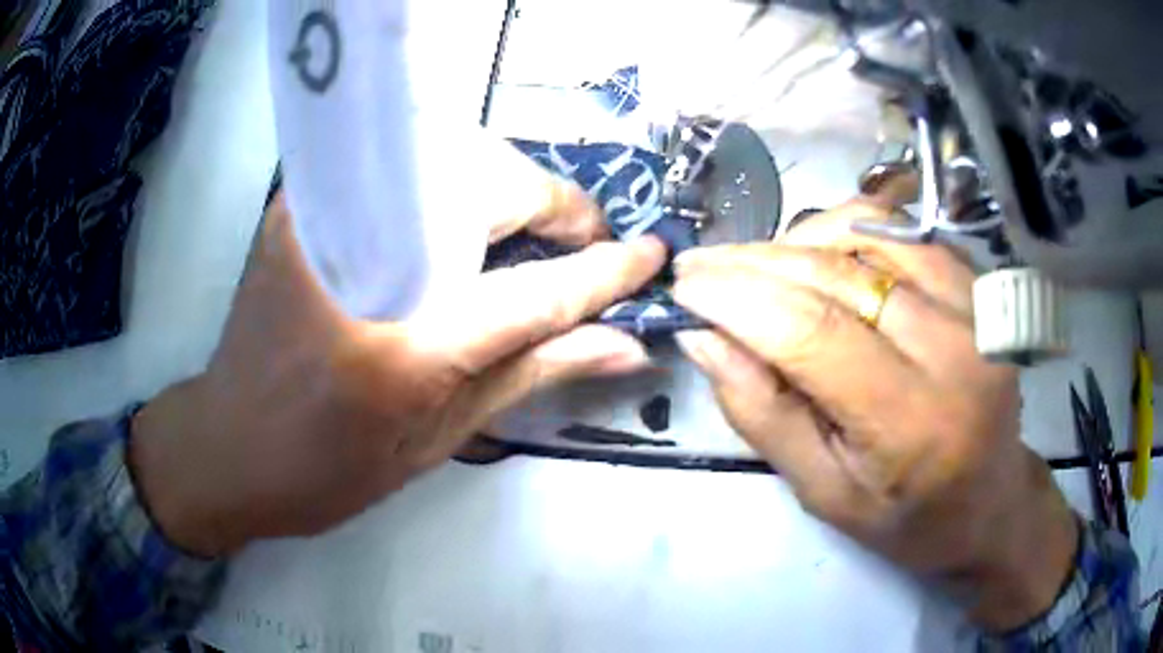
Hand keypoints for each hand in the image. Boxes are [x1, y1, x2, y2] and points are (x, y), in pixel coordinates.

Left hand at [130, 139, 666, 556]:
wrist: (228, 446)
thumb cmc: (328, 470)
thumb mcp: (438, 439)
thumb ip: (533, 375)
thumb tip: (624, 344)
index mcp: (400, 352)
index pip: (532, 291)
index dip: (602, 271)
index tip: (648, 254)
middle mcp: (359, 268)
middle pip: (487, 186)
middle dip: (551, 202)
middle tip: (578, 240)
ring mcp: (319, 222)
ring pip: (443, 153)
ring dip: (502, 181)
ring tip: (526, 229)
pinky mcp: (298, 206)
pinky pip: (396, 163)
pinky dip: (445, 175)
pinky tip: (460, 214)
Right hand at [672, 196, 1077, 631]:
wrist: (990, 500)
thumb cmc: (906, 516)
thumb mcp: (824, 493)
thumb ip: (763, 415)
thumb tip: (703, 338)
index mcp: (912, 424)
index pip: (813, 333)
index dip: (737, 299)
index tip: (683, 288)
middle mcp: (953, 351)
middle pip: (836, 275)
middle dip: (752, 263)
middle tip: (700, 267)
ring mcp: (974, 307)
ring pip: (866, 236)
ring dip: (794, 241)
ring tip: (753, 267)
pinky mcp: (978, 285)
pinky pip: (900, 231)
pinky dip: (846, 229)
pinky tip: (817, 251)